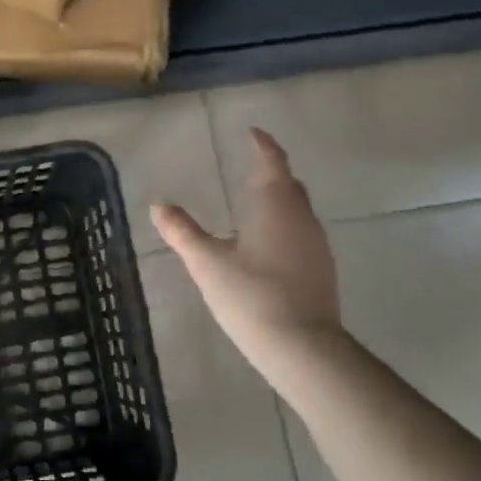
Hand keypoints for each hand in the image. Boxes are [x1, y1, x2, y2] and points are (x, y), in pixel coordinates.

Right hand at [152, 128, 349, 395]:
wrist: (302, 347)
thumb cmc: (251, 295)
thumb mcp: (207, 263)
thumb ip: (182, 231)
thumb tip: (158, 205)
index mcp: (275, 205)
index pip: (272, 163)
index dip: (263, 145)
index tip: (252, 133)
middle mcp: (301, 218)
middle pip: (289, 185)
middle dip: (272, 173)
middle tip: (252, 167)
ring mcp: (316, 245)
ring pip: (298, 210)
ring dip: (279, 201)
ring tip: (255, 204)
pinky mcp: (321, 271)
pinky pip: (302, 234)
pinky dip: (285, 226)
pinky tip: (268, 245)